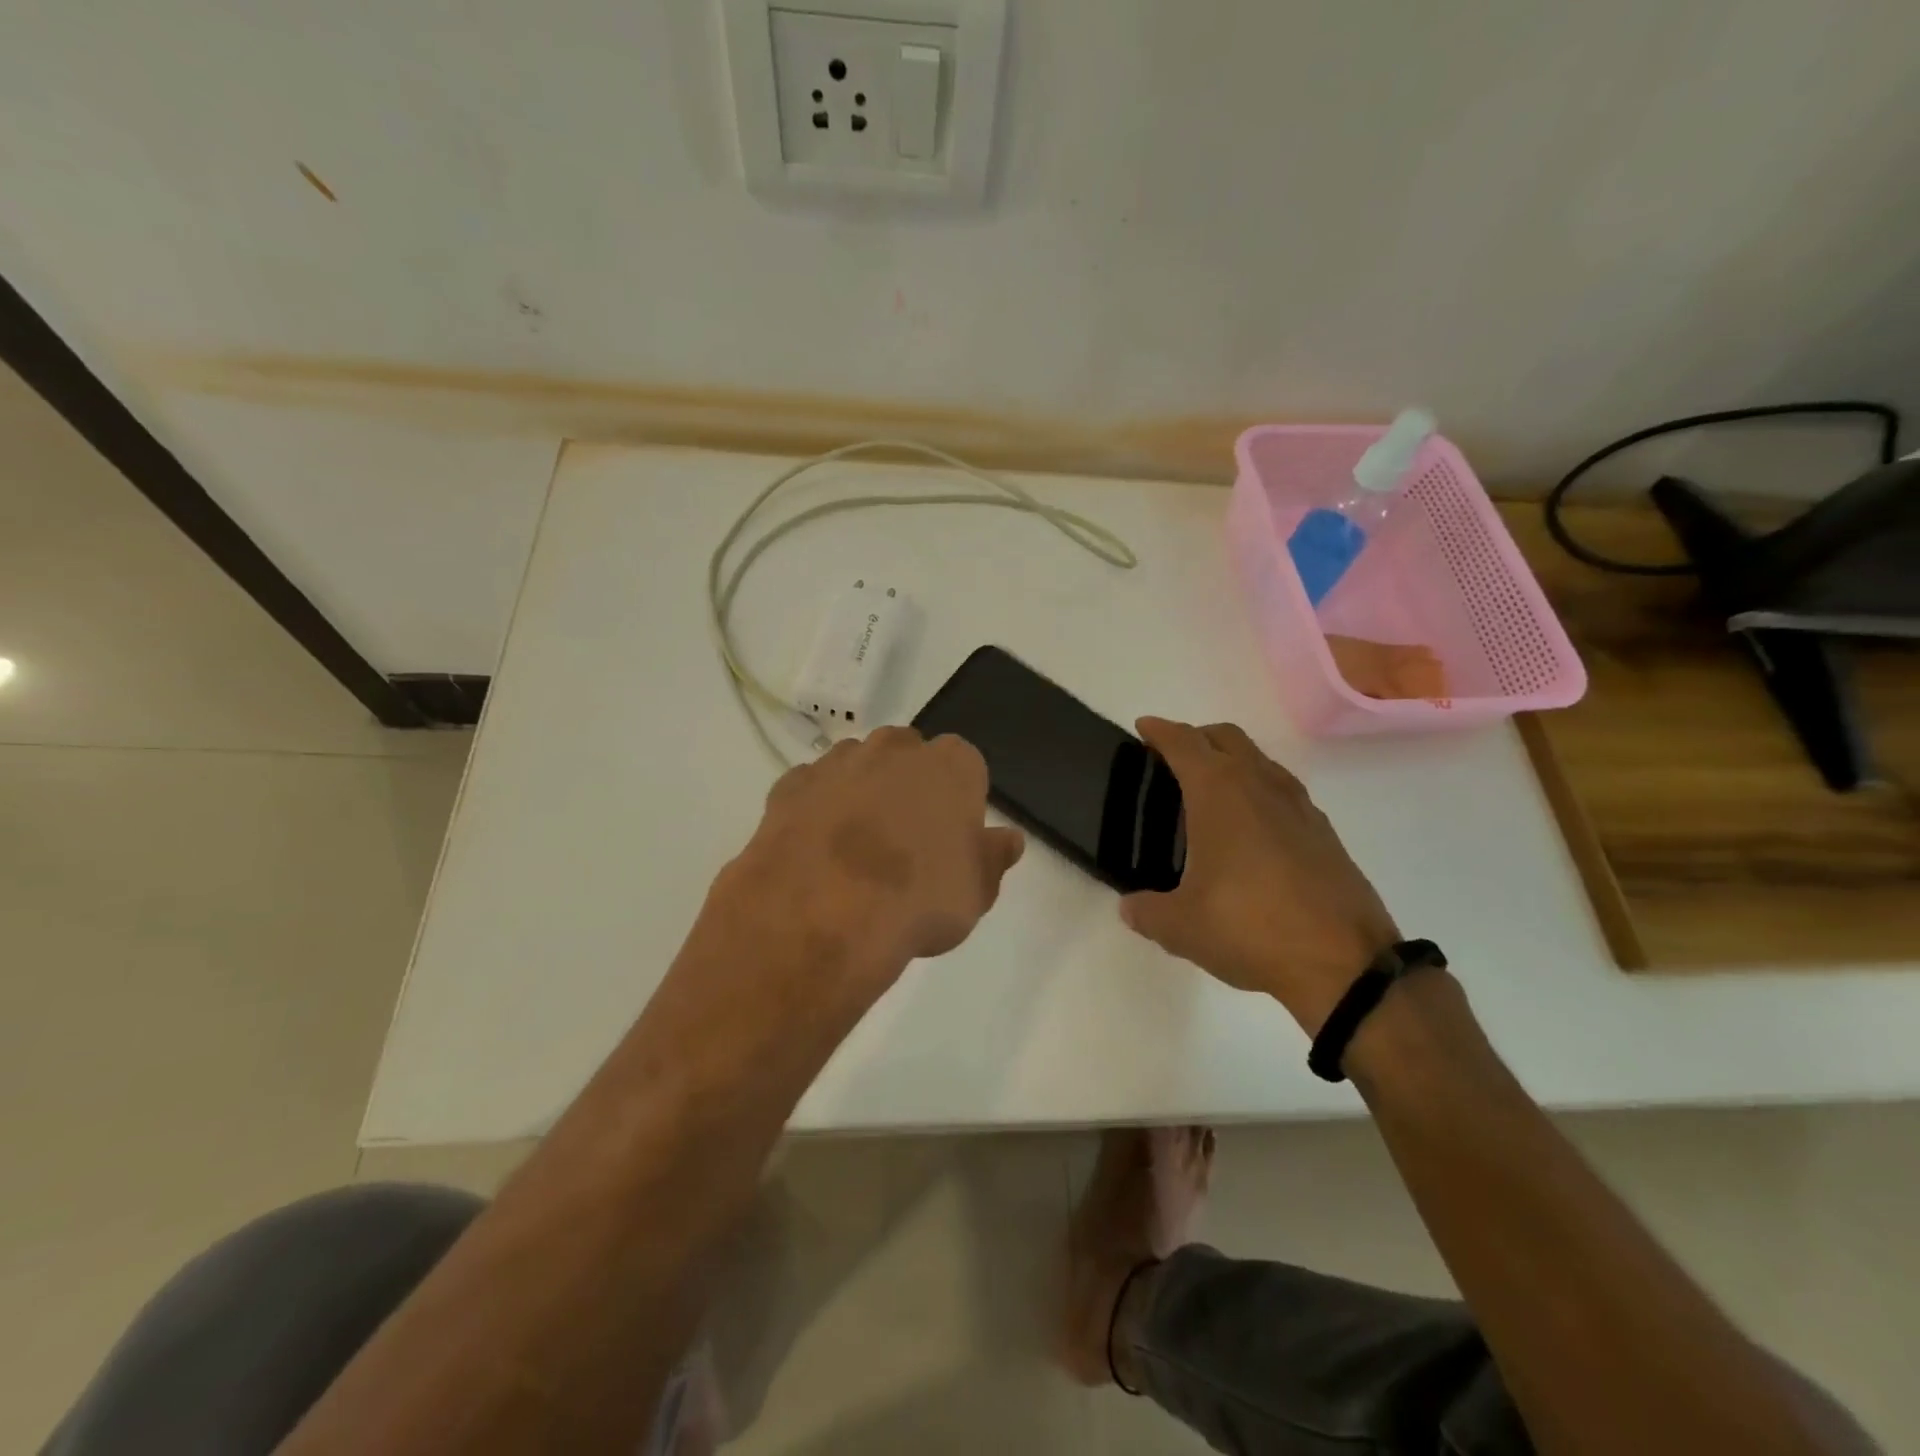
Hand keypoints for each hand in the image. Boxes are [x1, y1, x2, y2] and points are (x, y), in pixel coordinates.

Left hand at [708, 727, 1025, 1009]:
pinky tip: (817, 848)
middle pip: (909, 756)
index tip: (951, 837)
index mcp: (951, 765)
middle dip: (909, 786)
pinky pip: (813, 788)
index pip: (966, 767)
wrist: (823, 913)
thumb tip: (1008, 839)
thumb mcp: (976, 892)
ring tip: (856, 849)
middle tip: (905, 840)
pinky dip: (817, 808)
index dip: (959, 802)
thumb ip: (993, 858)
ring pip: (859, 766)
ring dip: (862, 792)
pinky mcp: (791, 783)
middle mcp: (895, 748)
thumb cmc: (919, 900)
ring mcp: (839, 761)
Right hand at [1118, 718, 1397, 1035]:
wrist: (1345, 963)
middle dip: (1196, 737)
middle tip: (1171, 758)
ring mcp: (1299, 806)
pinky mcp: (1323, 832)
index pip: (1184, 742)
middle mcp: (1260, 785)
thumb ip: (1146, 911)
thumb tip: (1130, 907)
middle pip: (1226, 737)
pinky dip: (1258, 790)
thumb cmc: (1250, 928)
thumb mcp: (1180, 927)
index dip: (1159, 730)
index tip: (1143, 727)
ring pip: (1259, 760)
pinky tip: (1249, 829)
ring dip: (1231, 760)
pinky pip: (1282, 790)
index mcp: (1220, 793)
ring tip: (1208, 792)